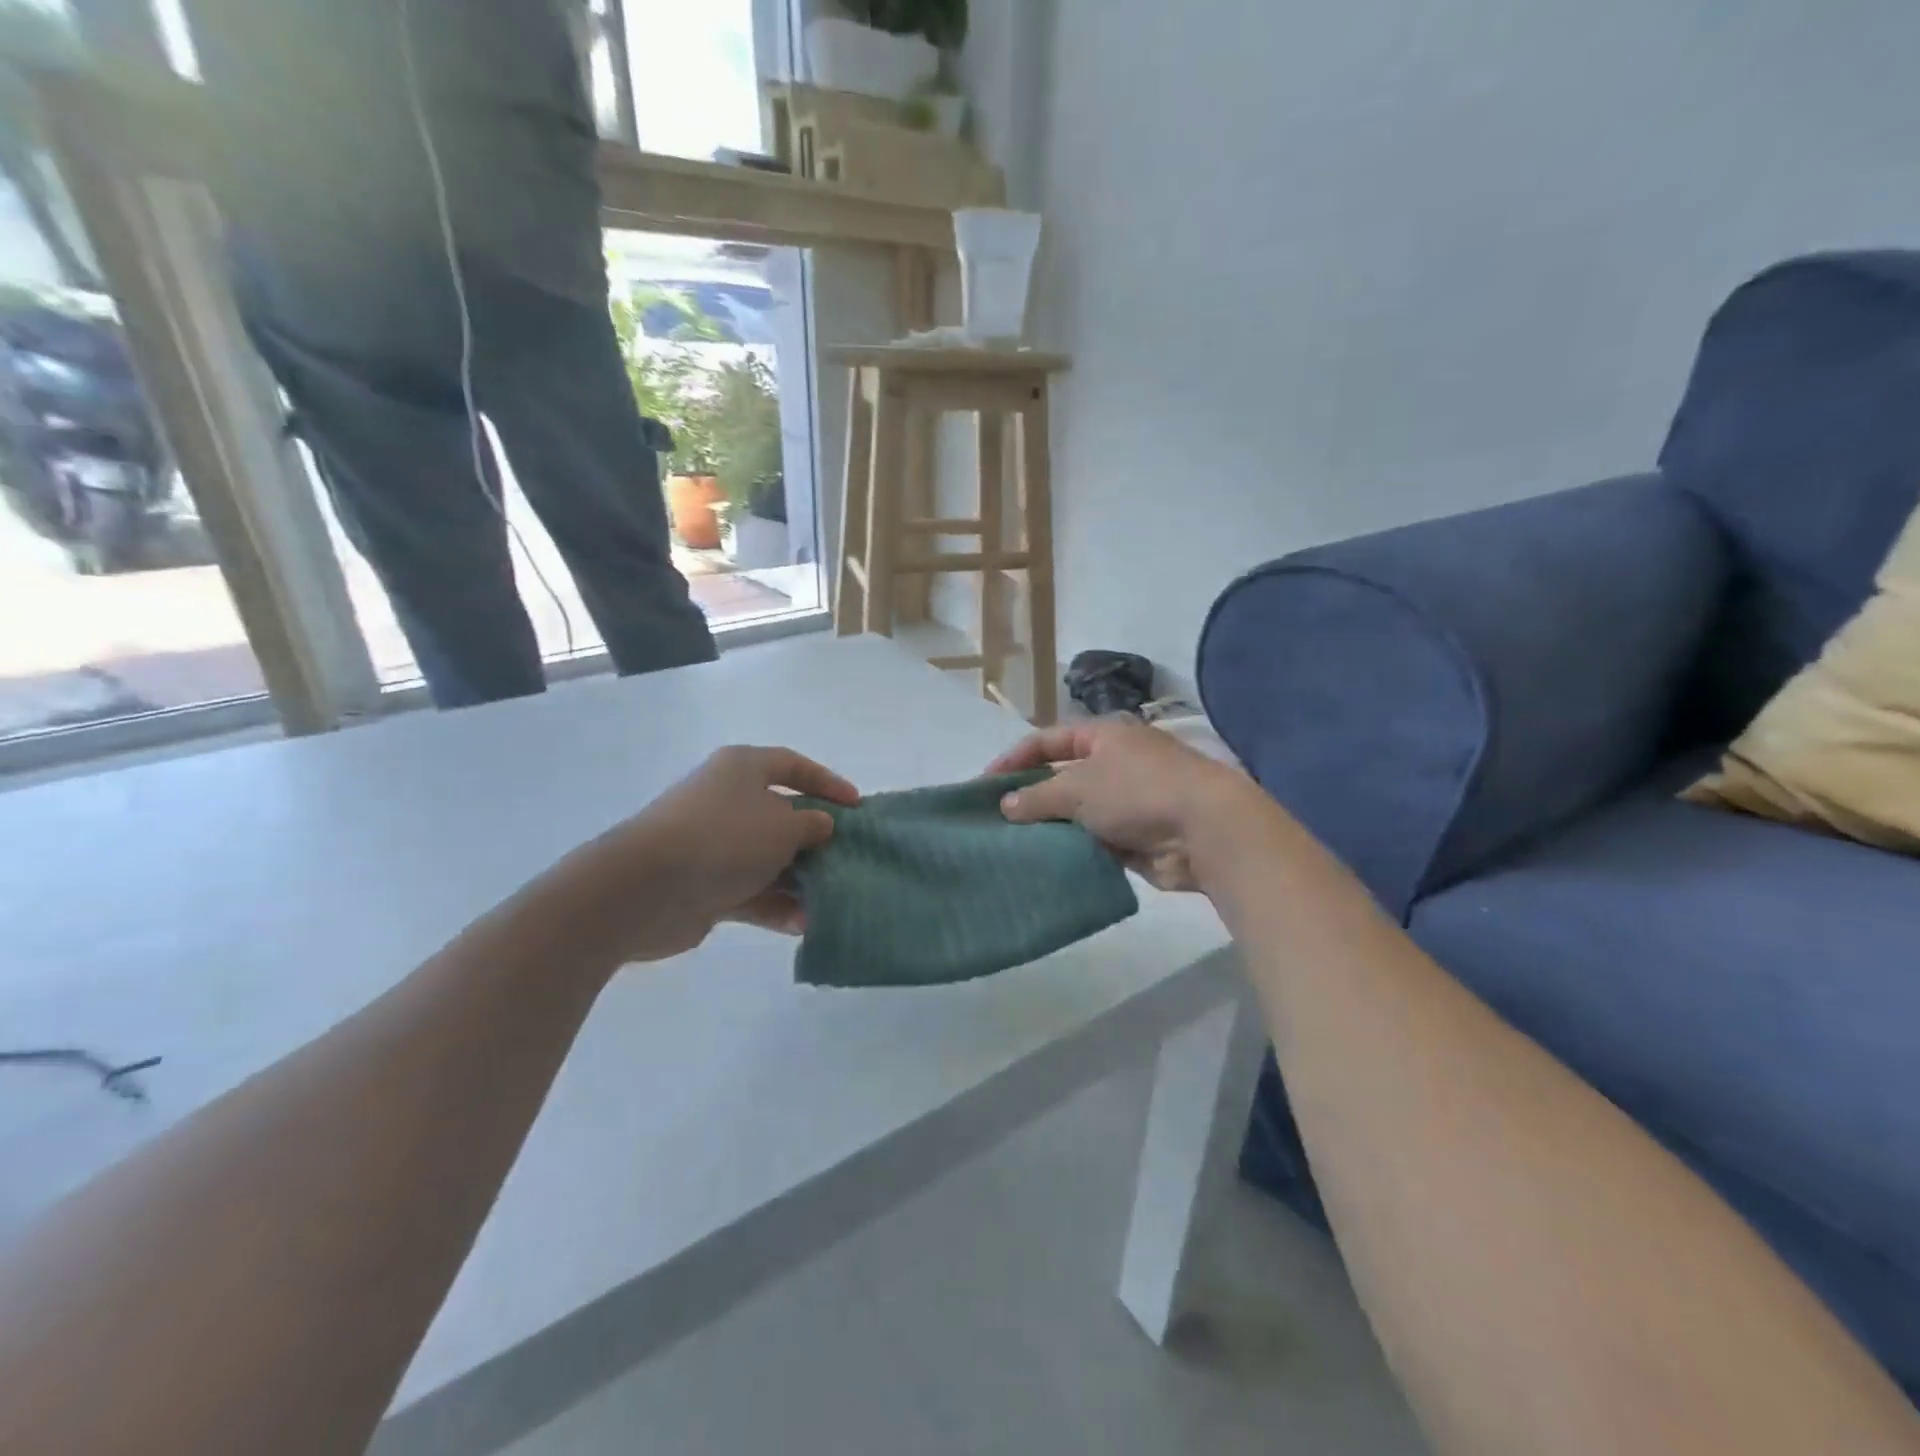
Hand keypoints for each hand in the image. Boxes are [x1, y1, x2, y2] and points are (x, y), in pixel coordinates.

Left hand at [567, 746, 859, 962]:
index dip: (828, 782)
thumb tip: (822, 824)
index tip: (857, 806)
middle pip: (782, 815)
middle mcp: (727, 800)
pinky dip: (775, 905)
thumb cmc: (724, 838)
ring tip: (831, 899)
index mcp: (742, 769)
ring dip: (799, 879)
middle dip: (816, 839)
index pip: (793, 766)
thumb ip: (812, 825)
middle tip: (848, 857)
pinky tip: (801, 924)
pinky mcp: (704, 884)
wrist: (644, 888)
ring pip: (768, 858)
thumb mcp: (783, 826)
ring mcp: (713, 844)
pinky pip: (750, 891)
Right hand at [990, 718, 1265, 891]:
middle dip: (1030, 798)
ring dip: (1051, 828)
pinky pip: (1093, 842)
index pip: (1048, 740)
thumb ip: (1037, 796)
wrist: (1206, 830)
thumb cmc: (1137, 792)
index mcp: (1103, 737)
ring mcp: (1127, 802)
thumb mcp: (1078, 787)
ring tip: (1014, 846)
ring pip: (1076, 814)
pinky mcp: (1136, 838)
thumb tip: (1006, 806)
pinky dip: (1073, 850)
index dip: (1014, 759)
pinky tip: (1048, 864)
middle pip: (1061, 778)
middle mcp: (1115, 764)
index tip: (984, 785)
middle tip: (996, 821)